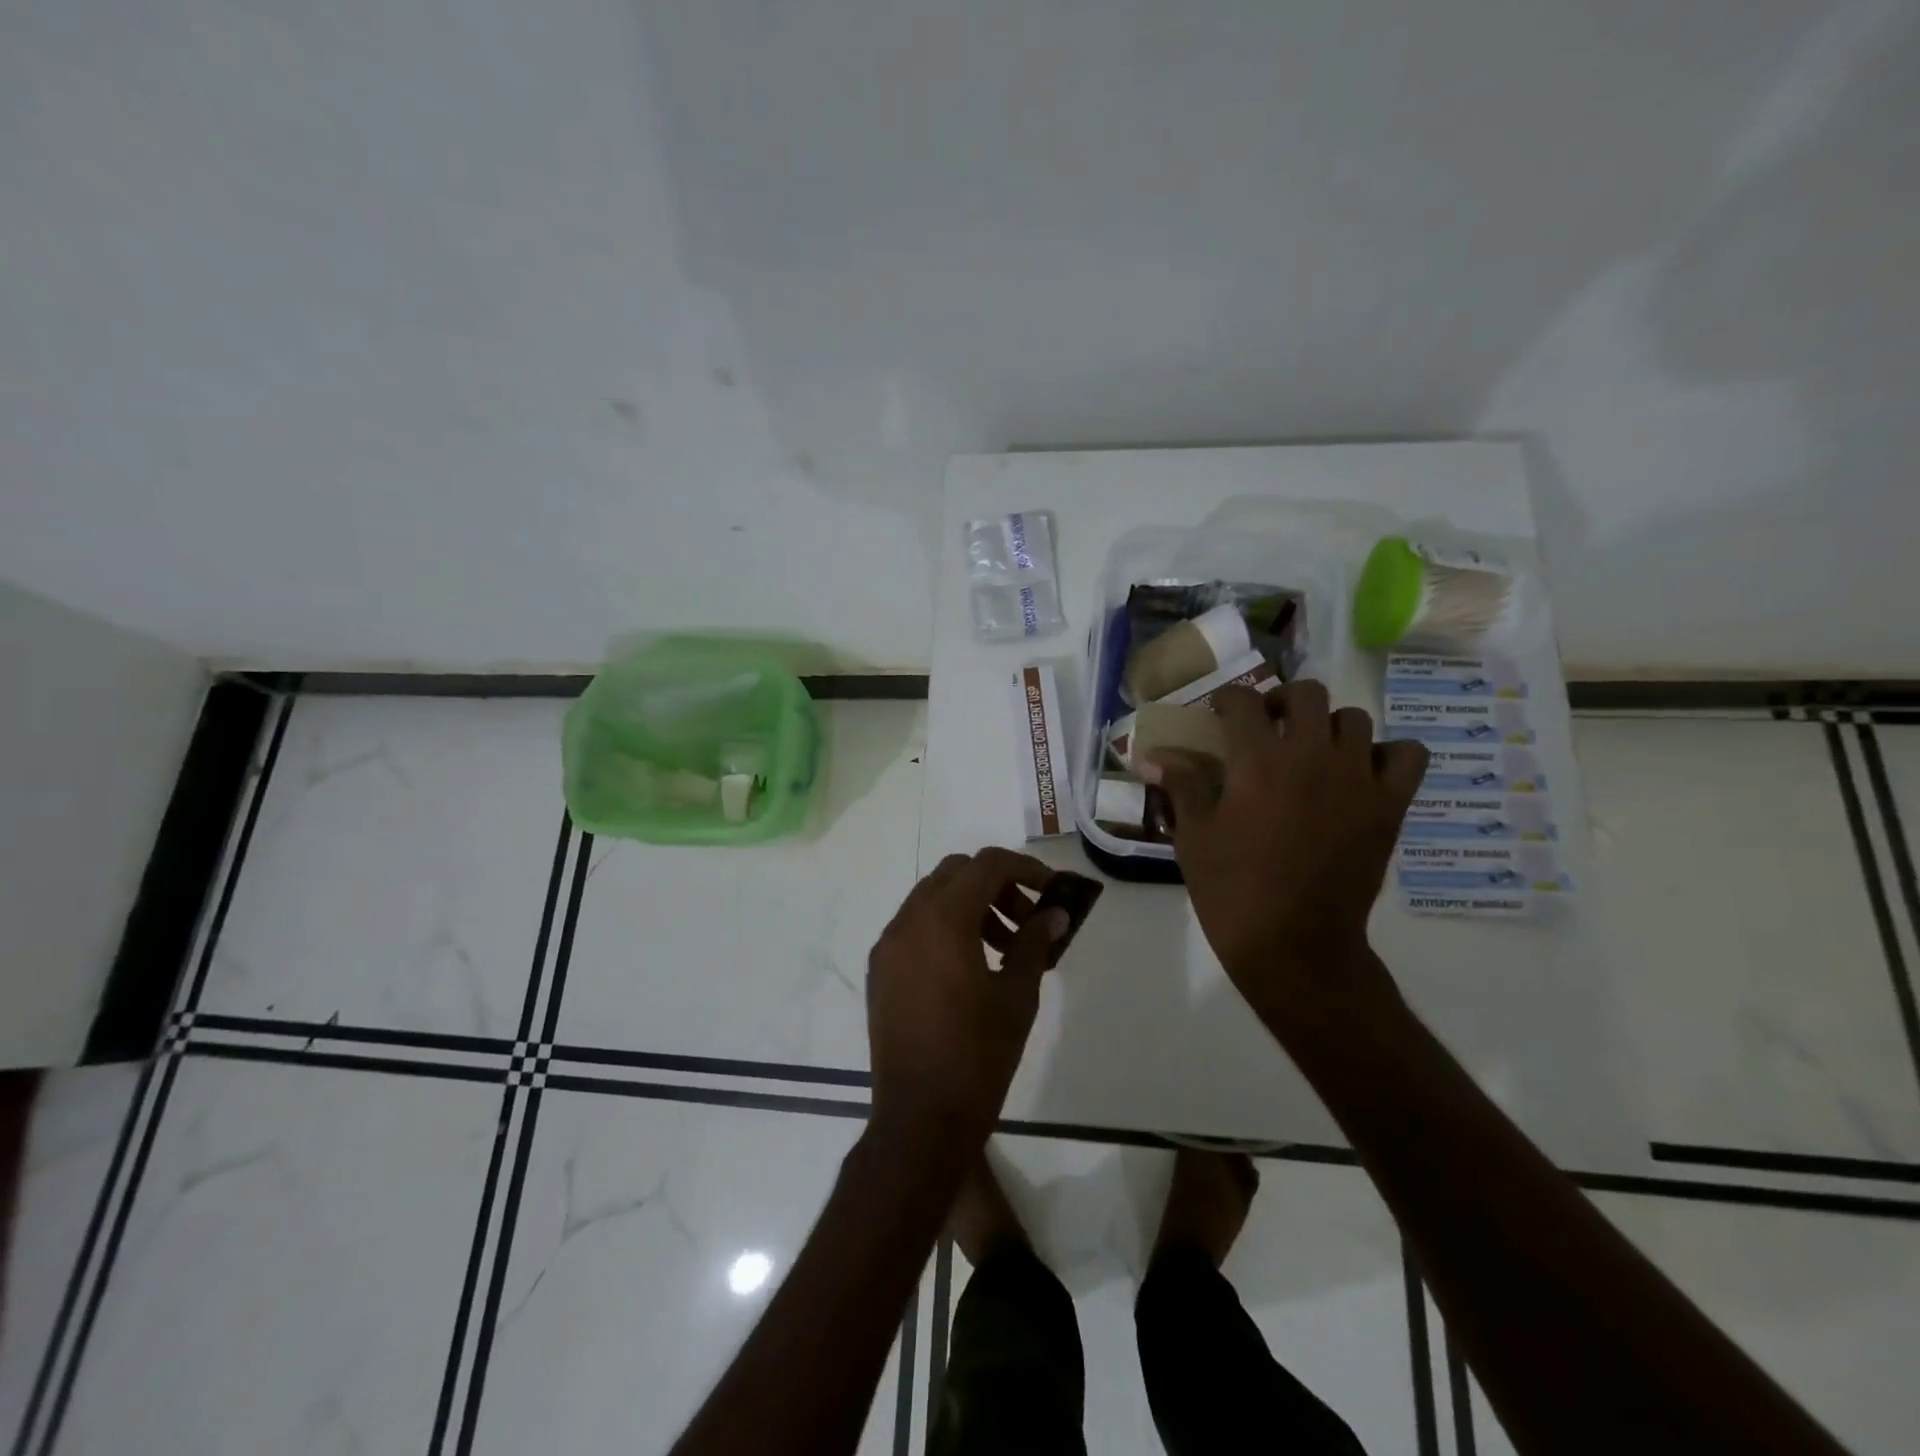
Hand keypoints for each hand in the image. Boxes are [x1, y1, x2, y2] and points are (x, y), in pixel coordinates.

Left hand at [866, 848, 1069, 1146]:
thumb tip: (1055, 914)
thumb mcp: (1017, 996)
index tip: (1052, 890)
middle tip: (1027, 920)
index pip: (987, 865)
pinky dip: (946, 927)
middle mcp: (908, 920)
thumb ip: (1034, 943)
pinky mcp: (880, 970)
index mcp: (943, 919)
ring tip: (1006, 950)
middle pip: (956, 873)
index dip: (1025, 868)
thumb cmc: (977, 1056)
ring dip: (972, 906)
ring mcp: (888, 945)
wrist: (920, 1119)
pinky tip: (971, 967)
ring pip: (933, 898)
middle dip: (997, 885)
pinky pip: (915, 927)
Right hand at [1144, 681, 1425, 1016]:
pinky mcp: (1390, 805)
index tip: (1220, 712)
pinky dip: (1387, 754)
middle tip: (1267, 726)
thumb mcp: (1193, 835)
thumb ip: (1181, 784)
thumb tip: (1153, 754)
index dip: (1227, 699)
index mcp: (1258, 761)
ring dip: (1329, 726)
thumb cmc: (1232, 889)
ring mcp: (1358, 778)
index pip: (1244, 701)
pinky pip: (1407, 755)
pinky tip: (1362, 771)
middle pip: (1306, 694)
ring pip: (1354, 719)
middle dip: (1281, 701)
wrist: (1294, 944)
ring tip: (1313, 750)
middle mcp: (1312, 756)